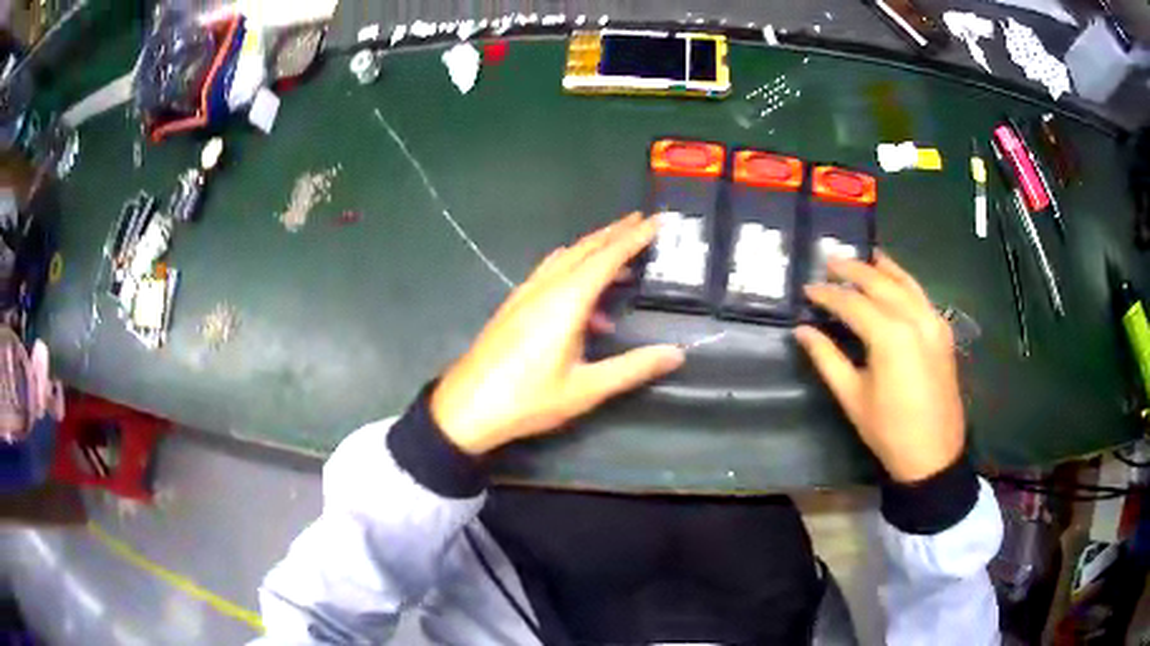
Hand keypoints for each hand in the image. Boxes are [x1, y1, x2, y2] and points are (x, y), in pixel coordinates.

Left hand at [431, 213, 685, 454]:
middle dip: (614, 232)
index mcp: (566, 301)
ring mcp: (526, 294)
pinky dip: (573, 269)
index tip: (656, 221)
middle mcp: (545, 288)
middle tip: (641, 222)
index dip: (634, 237)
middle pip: (584, 249)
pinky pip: (550, 273)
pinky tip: (583, 296)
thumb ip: (632, 368)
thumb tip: (675, 353)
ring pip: (565, 258)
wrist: (467, 408)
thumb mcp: (586, 389)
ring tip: (619, 254)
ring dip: (593, 249)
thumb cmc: (527, 399)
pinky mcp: (514, 306)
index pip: (607, 257)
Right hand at [795, 252, 964, 482]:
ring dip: (881, 267)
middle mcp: (914, 318)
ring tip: (860, 257)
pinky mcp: (942, 330)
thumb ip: (827, 358)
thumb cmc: (889, 430)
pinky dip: (904, 280)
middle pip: (879, 282)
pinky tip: (893, 278)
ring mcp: (933, 321)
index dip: (828, 295)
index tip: (807, 288)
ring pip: (904, 281)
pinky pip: (921, 294)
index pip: (853, 303)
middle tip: (829, 261)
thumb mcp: (852, 397)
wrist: (934, 453)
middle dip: (853, 270)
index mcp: (890, 335)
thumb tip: (802, 331)